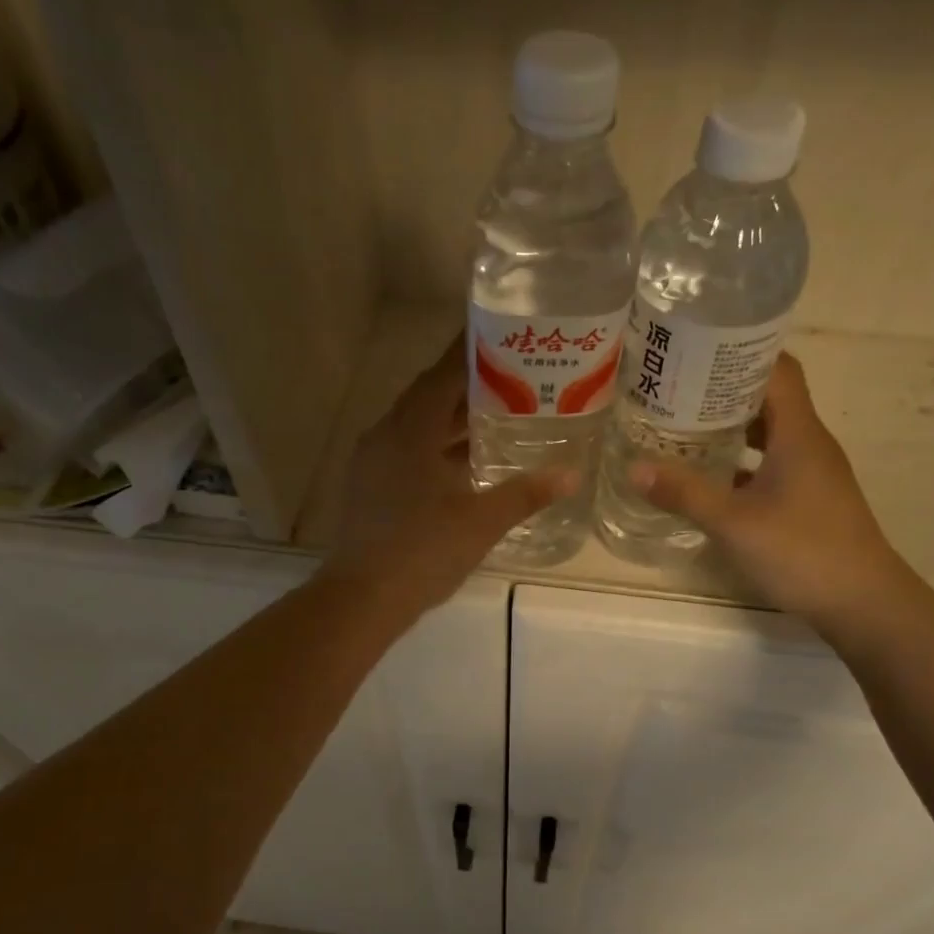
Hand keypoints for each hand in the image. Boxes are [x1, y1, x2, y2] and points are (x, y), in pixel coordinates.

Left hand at [324, 337, 577, 615]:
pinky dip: (437, 449)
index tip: (502, 335)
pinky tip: (465, 463)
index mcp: (410, 430)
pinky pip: (407, 452)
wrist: (363, 598)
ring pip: (417, 427)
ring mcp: (373, 463)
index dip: (472, 353)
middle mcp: (386, 435)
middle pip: (429, 397)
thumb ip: (526, 493)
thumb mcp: (481, 521)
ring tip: (497, 415)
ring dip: (452, 420)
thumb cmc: (423, 551)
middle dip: (468, 386)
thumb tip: (570, 474)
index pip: (443, 374)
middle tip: (512, 377)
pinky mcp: (370, 488)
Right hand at [630, 354, 918, 635]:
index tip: (695, 350)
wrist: (862, 603)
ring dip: (731, 428)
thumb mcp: (734, 522)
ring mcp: (812, 473)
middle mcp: (809, 443)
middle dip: (723, 390)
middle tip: (674, 389)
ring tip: (683, 427)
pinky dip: (741, 462)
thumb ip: (684, 493)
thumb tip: (634, 467)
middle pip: (768, 398)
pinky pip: (770, 465)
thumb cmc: (803, 552)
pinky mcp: (808, 499)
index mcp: (799, 433)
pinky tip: (709, 477)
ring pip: (768, 434)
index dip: (740, 352)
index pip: (776, 369)